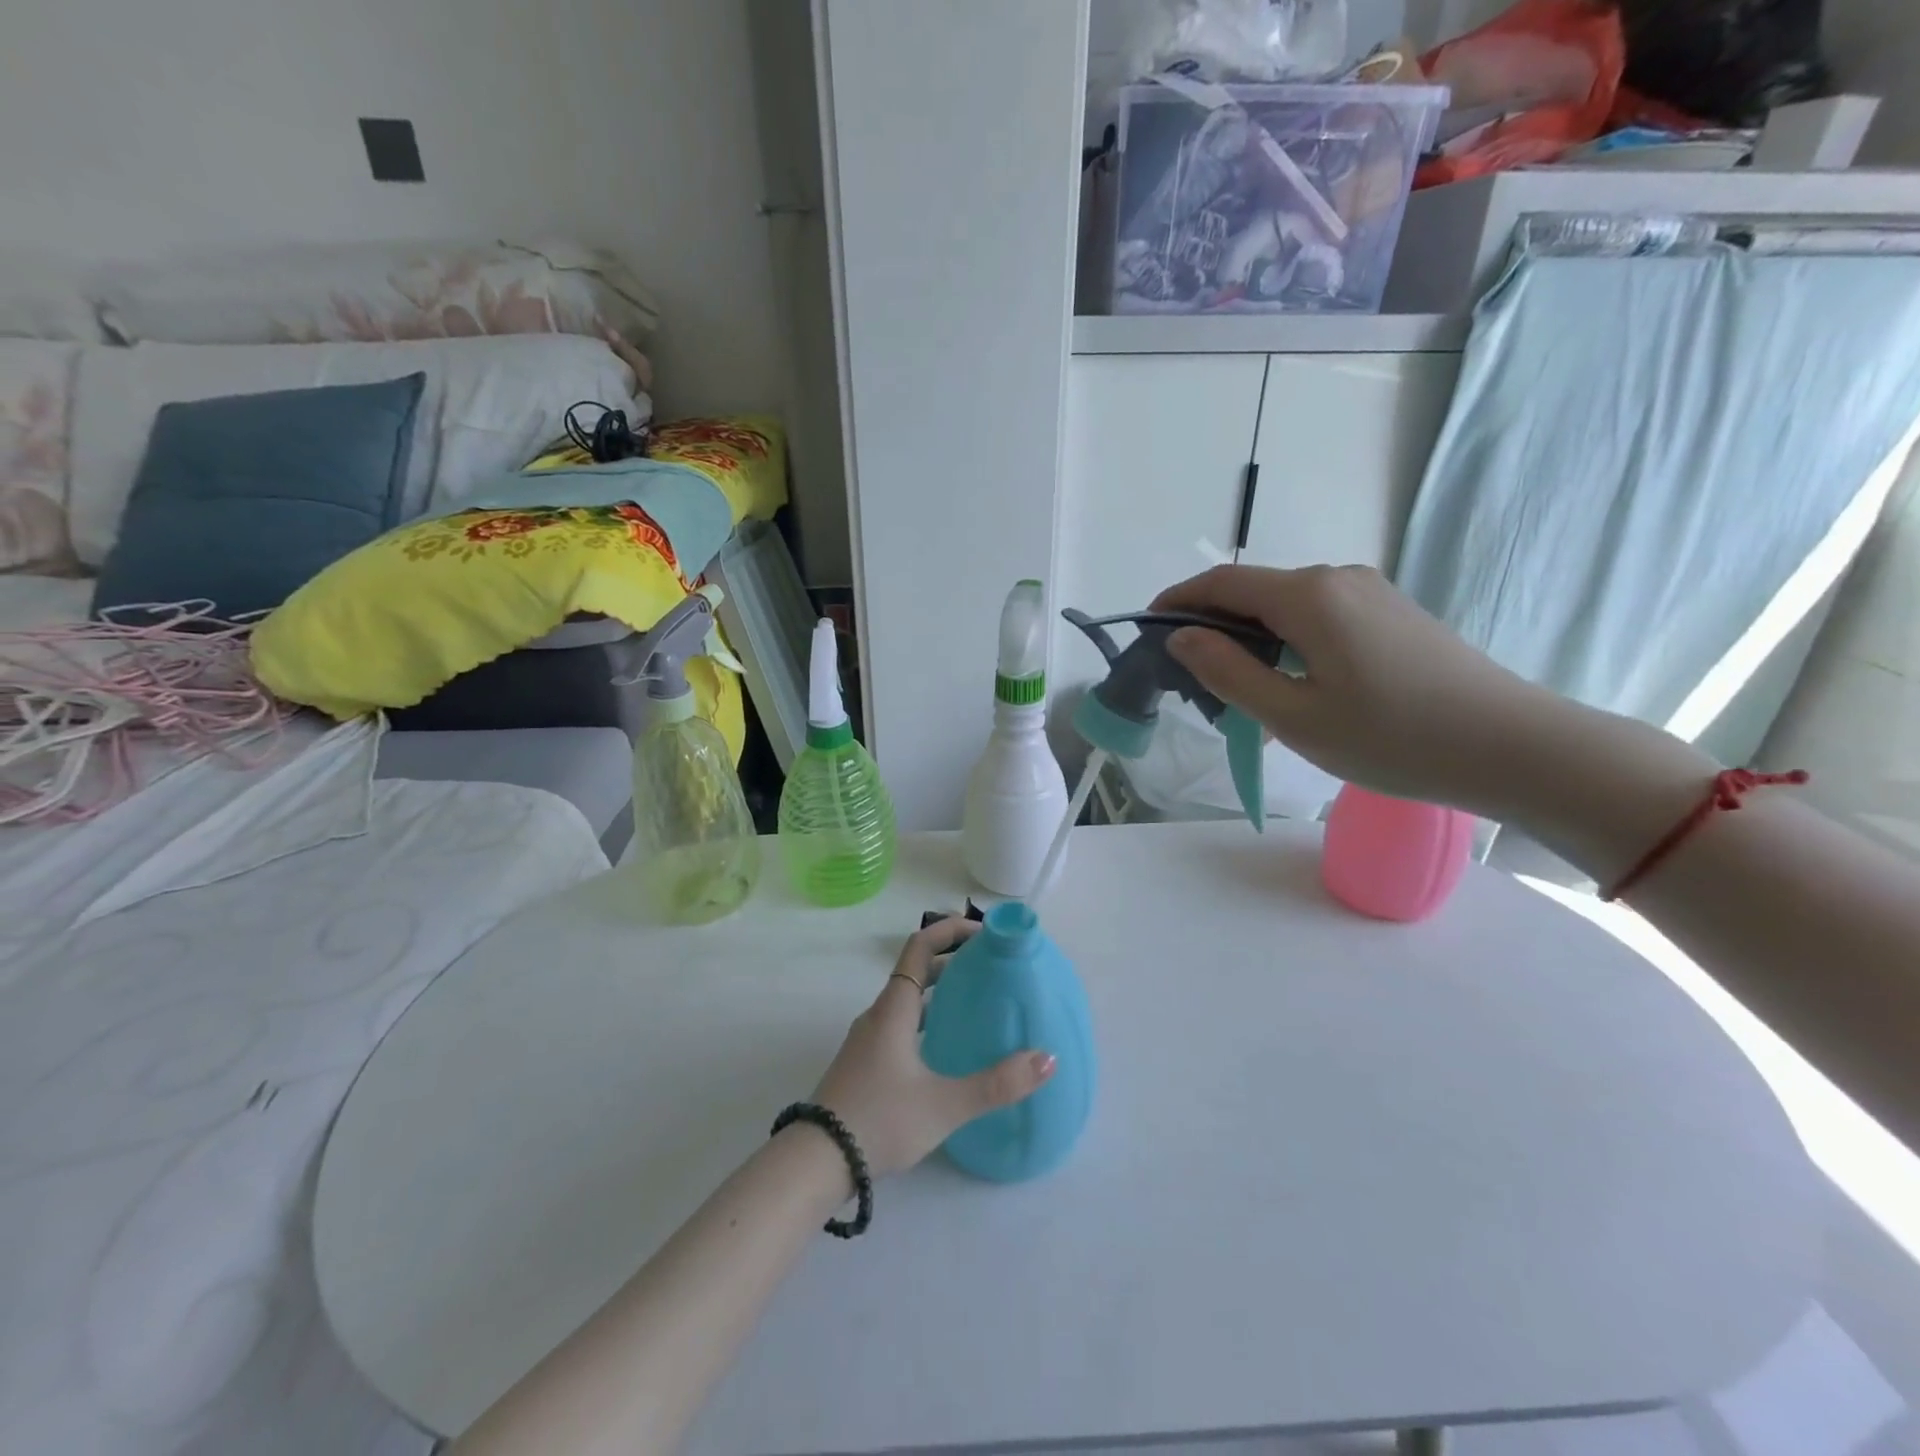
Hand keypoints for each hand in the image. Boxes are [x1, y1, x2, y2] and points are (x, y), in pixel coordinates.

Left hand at [811, 918, 1055, 1175]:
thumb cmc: (879, 1120)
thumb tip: (1046, 1059)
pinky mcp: (865, 1063)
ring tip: (979, 1005)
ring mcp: (868, 1039)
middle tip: (993, 970)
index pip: (921, 946)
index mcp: (895, 1008)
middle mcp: (879, 1014)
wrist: (815, 1162)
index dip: (952, 930)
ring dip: (942, 992)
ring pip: (909, 1000)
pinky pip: (902, 1024)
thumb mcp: (944, 1104)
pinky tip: (949, 1048)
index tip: (987, 935)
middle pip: (918, 971)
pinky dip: (929, 1019)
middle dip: (955, 962)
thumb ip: (997, 1084)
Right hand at [1154, 564, 1559, 815]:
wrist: (1512, 746)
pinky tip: (1289, 682)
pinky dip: (1285, 640)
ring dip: (1249, 636)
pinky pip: (1319, 616)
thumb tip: (1182, 637)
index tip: (1147, 630)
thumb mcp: (1292, 714)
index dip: (1177, 601)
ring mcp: (1370, 592)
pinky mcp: (1392, 613)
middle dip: (1211, 624)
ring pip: (1286, 606)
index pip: (1221, 583)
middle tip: (1189, 676)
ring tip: (1235, 688)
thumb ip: (1228, 671)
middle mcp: (1336, 577)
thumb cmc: (1391, 736)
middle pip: (1253, 591)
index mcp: (1307, 595)